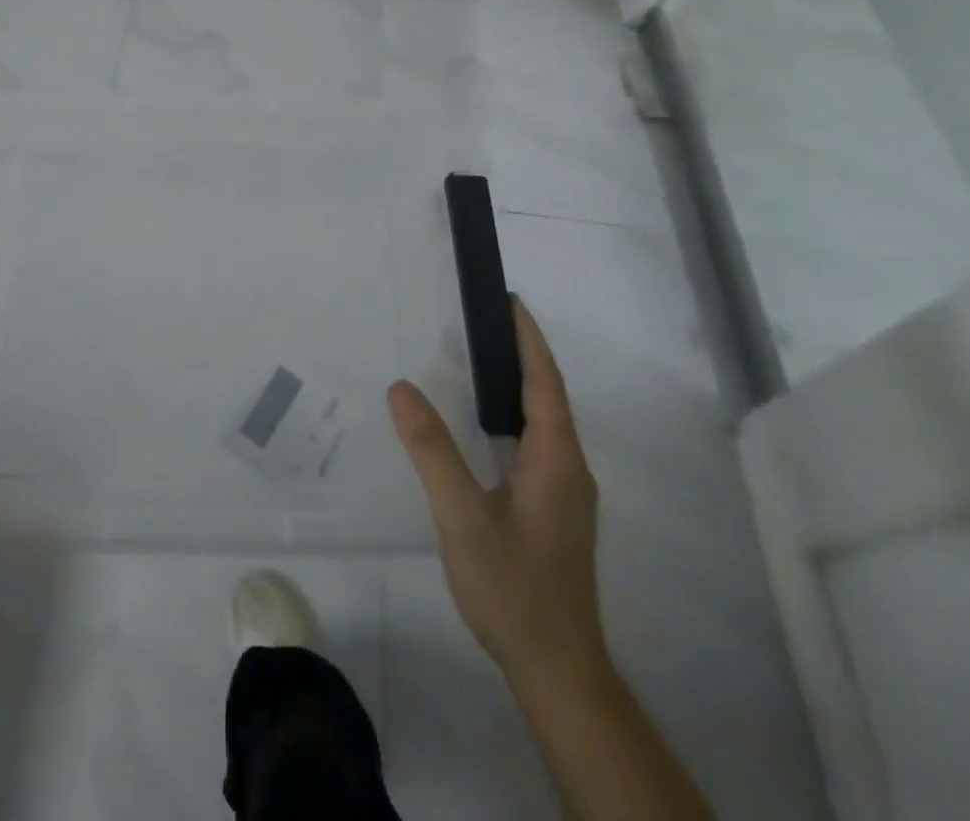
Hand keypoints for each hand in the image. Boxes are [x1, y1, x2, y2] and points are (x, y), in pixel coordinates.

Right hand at [388, 298, 606, 690]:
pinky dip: (511, 418)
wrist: (557, 669)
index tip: (510, 300)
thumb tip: (401, 387)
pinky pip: (534, 446)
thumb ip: (431, 449)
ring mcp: (564, 494)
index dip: (529, 339)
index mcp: (555, 460)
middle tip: (481, 321)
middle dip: (521, 355)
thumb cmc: (513, 587)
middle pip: (548, 397)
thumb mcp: (462, 515)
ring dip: (517, 386)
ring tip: (477, 362)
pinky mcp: (554, 512)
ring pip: (542, 424)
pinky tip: (483, 427)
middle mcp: (569, 469)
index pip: (545, 382)